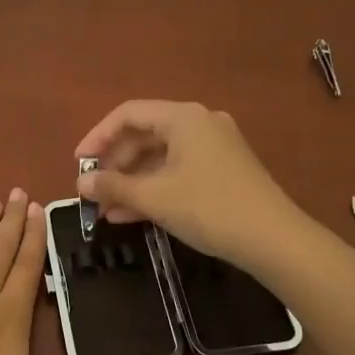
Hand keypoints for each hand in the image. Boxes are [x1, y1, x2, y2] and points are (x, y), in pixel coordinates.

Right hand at [75, 101, 303, 268]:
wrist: (274, 240)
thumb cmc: (209, 208)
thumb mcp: (155, 197)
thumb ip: (114, 186)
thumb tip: (81, 182)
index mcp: (184, 117)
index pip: (128, 114)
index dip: (98, 136)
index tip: (79, 163)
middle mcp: (200, 123)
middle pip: (145, 135)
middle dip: (115, 164)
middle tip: (94, 191)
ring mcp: (215, 147)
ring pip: (161, 157)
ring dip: (132, 181)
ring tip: (107, 209)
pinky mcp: (224, 170)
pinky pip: (178, 170)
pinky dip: (155, 188)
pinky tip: (133, 214)